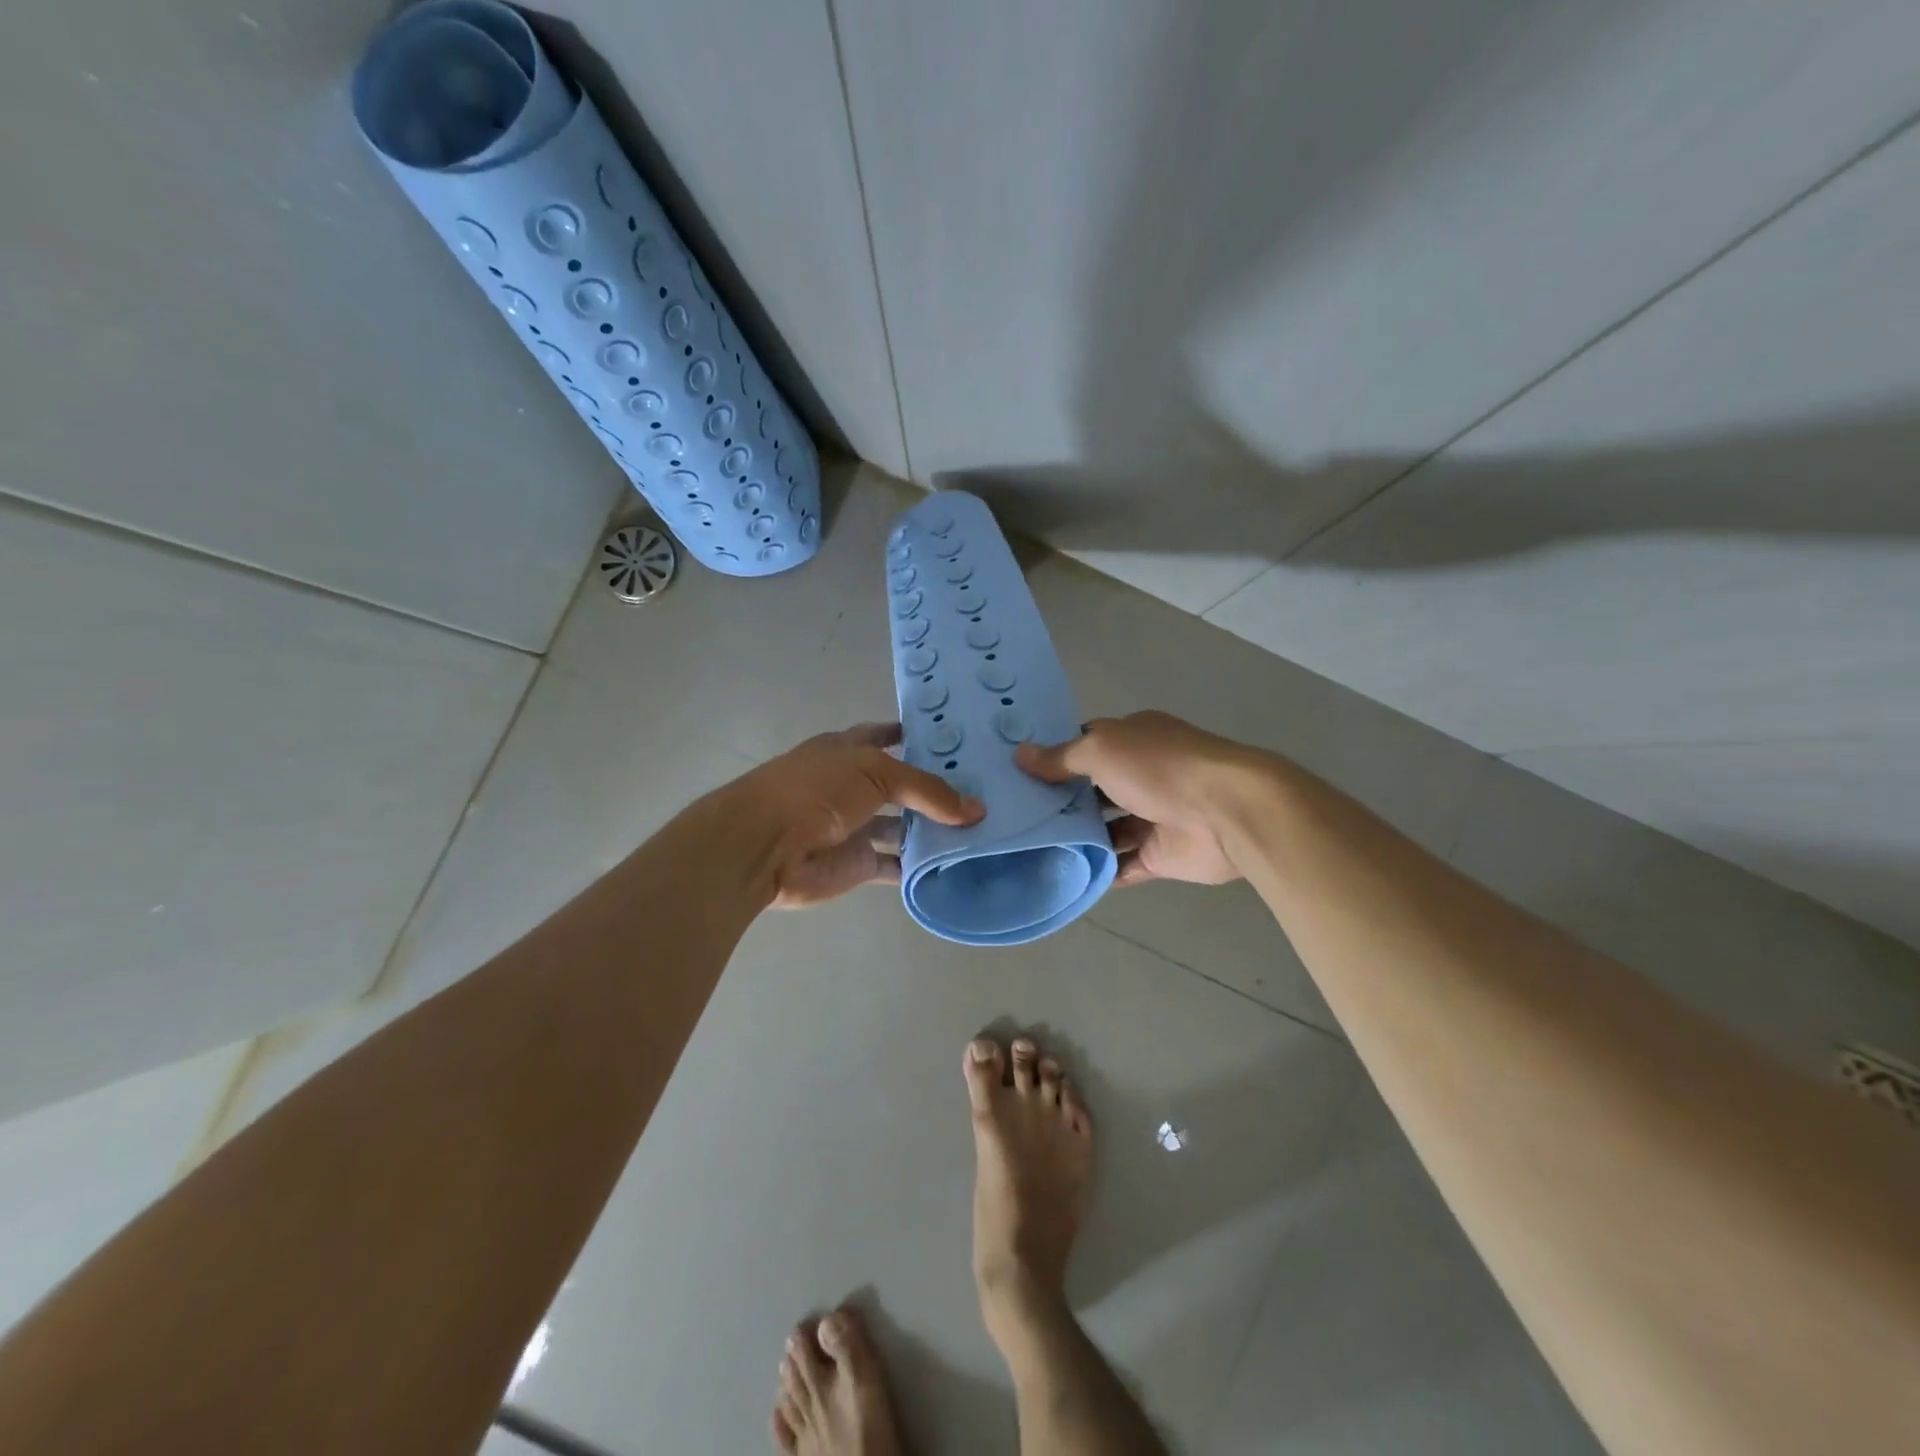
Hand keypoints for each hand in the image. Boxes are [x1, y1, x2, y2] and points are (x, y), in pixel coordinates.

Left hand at [730, 723, 983, 907]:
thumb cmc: (816, 790)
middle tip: (981, 789)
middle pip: (899, 786)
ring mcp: (855, 827)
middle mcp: (852, 787)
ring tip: (980, 828)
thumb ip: (928, 789)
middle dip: (932, 788)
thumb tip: (976, 810)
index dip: (907, 735)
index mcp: (847, 751)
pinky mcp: (857, 865)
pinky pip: (896, 865)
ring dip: (932, 830)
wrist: (765, 847)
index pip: (881, 736)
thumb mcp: (876, 772)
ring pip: (901, 827)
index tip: (946, 739)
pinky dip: (920, 867)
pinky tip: (955, 864)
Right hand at [1016, 711, 1253, 886]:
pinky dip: (1100, 870)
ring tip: (1032, 850)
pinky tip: (1065, 876)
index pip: (1087, 746)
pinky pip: (1123, 864)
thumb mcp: (1101, 750)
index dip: (1055, 757)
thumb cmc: (1159, 767)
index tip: (1018, 774)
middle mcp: (1143, 776)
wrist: (1225, 812)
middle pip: (1093, 790)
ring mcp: (1153, 817)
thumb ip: (1061, 757)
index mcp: (1133, 741)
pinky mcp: (1160, 855)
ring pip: (1107, 829)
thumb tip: (1020, 755)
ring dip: (1078, 839)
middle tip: (1016, 817)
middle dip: (1061, 802)